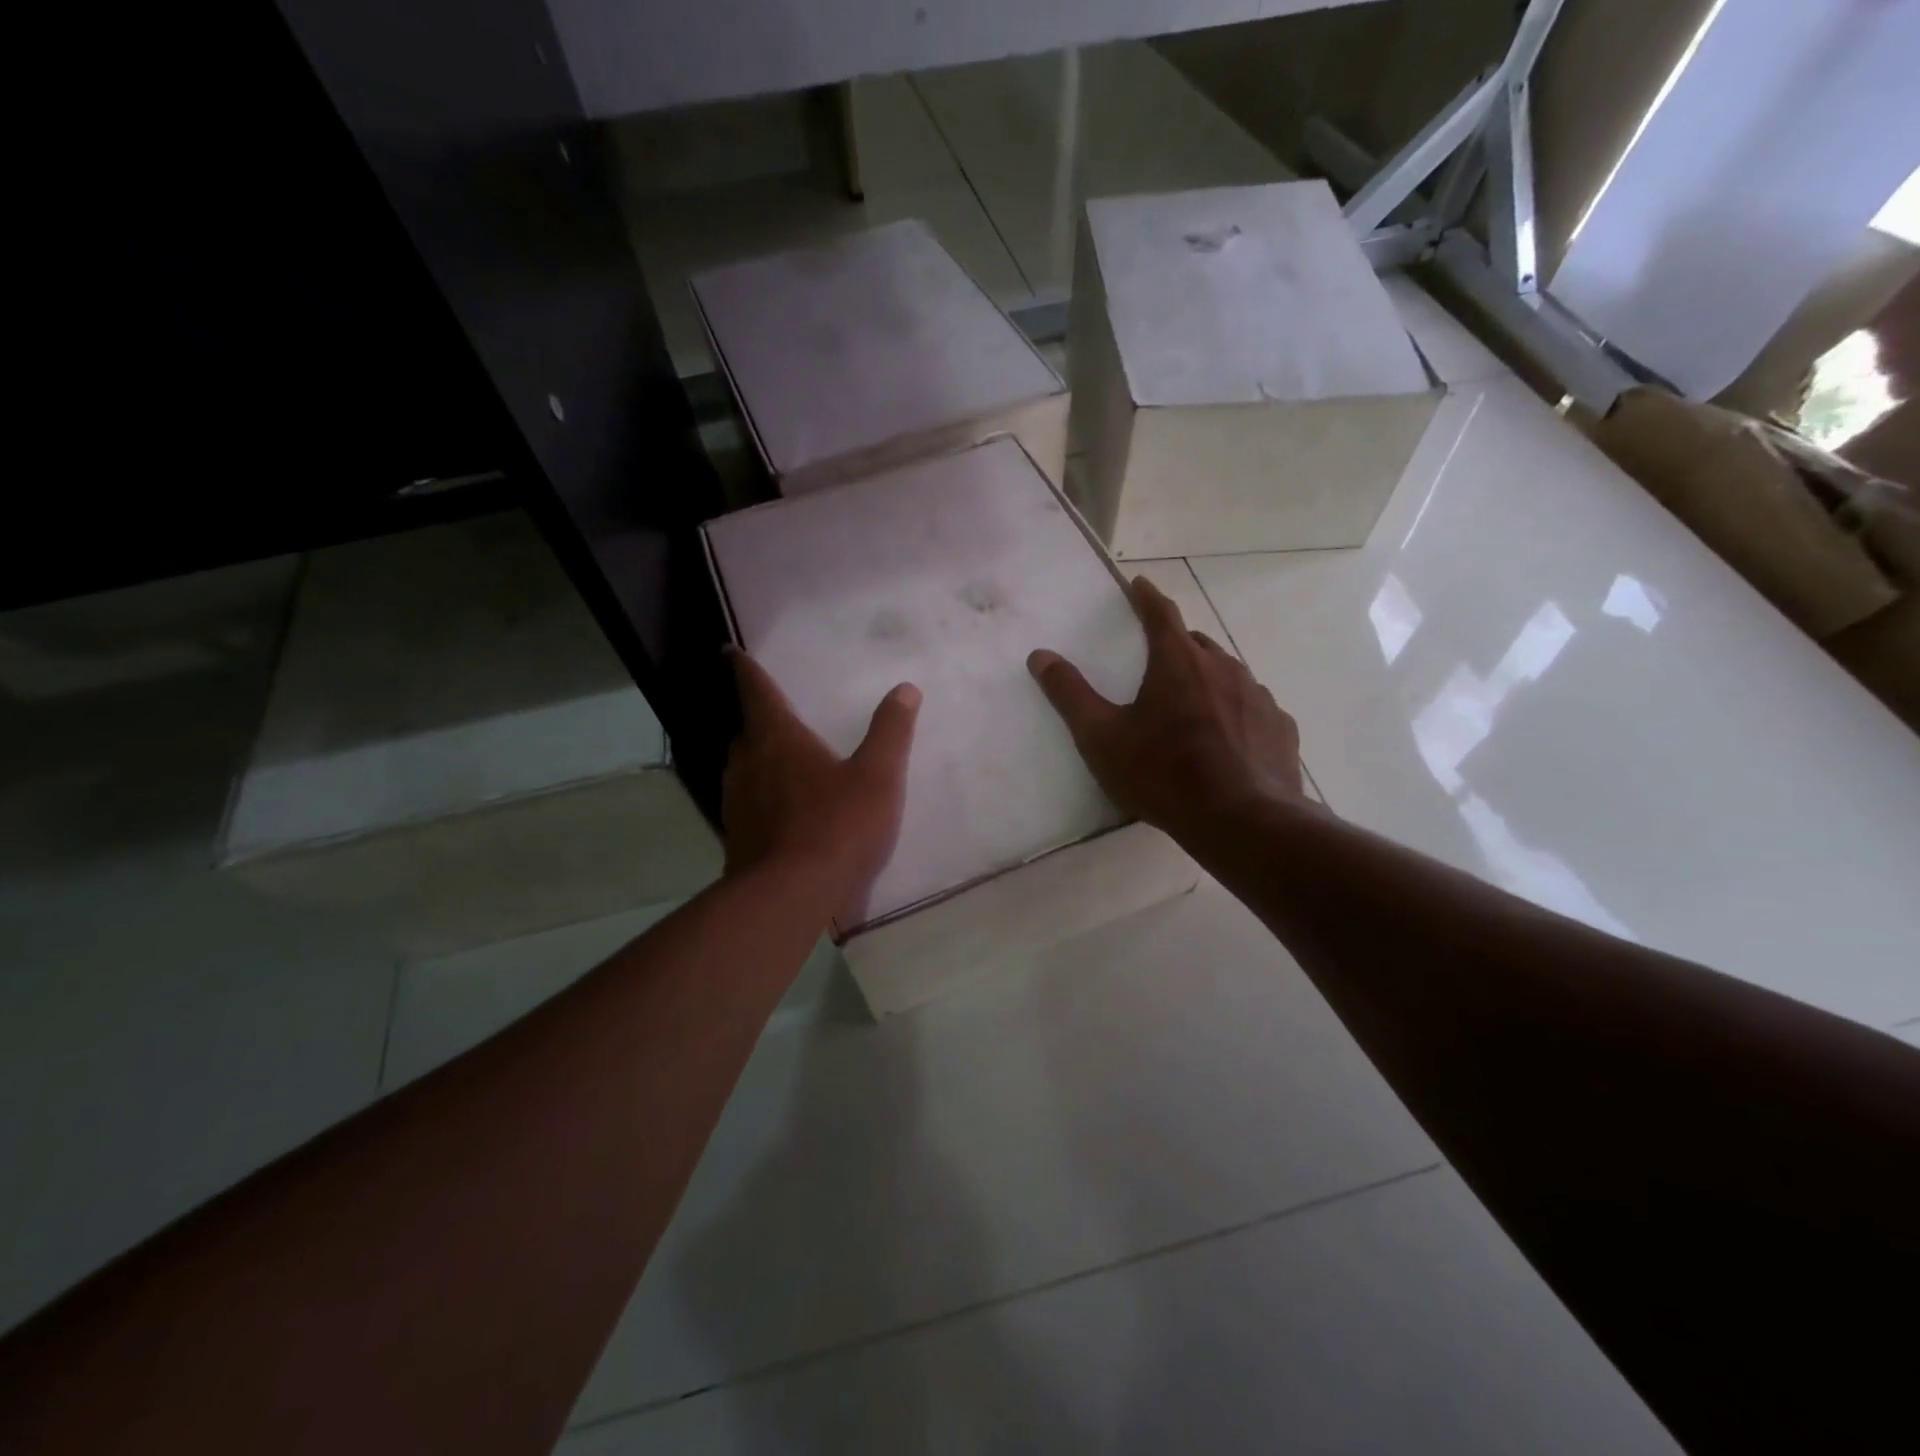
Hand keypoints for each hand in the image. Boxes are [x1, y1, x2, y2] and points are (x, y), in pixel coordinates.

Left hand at [721, 648, 920, 925]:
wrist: (789, 895)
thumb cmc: (837, 825)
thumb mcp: (877, 776)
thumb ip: (890, 731)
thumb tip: (905, 689)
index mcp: (777, 738)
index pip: (756, 691)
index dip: (744, 669)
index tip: (730, 653)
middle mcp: (747, 762)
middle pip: (747, 729)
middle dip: (758, 718)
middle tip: (775, 712)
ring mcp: (736, 801)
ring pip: (743, 766)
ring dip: (759, 757)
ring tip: (781, 758)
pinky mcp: (736, 835)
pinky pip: (747, 801)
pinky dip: (761, 794)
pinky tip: (782, 810)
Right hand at [1028, 577, 1305, 842]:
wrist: (1241, 821)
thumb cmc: (1163, 774)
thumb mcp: (1101, 738)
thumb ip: (1069, 694)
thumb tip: (1040, 656)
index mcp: (1177, 662)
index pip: (1160, 614)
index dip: (1146, 597)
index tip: (1139, 584)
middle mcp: (1223, 667)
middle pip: (1195, 643)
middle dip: (1176, 644)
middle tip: (1159, 663)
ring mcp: (1257, 696)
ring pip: (1227, 674)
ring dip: (1207, 680)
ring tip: (1191, 708)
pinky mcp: (1279, 727)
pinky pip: (1252, 708)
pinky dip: (1235, 712)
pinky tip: (1228, 740)